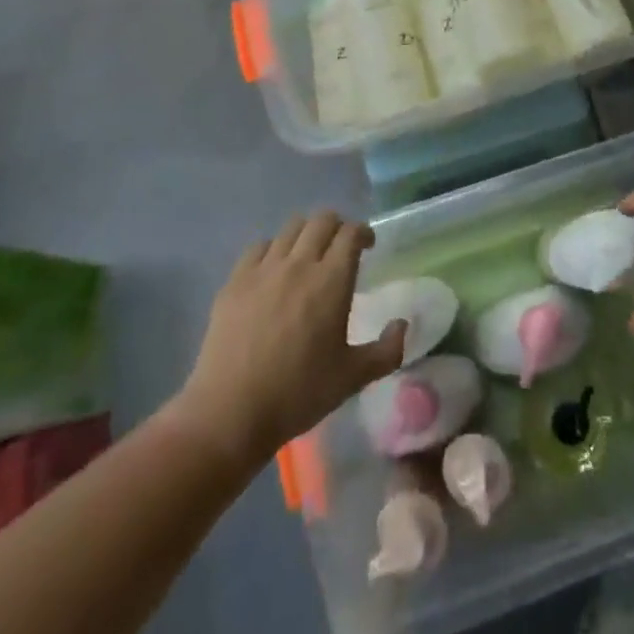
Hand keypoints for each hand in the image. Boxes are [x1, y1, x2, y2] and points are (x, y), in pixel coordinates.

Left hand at [178, 212, 406, 459]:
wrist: (230, 413)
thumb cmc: (298, 394)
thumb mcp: (352, 378)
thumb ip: (386, 350)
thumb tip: (403, 325)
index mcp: (332, 280)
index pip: (351, 233)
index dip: (363, 232)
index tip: (367, 245)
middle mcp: (300, 263)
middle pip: (322, 220)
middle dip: (337, 226)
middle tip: (340, 247)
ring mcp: (264, 269)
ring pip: (291, 228)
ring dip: (306, 234)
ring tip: (307, 255)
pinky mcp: (236, 280)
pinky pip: (259, 247)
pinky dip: (272, 250)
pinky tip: (273, 270)